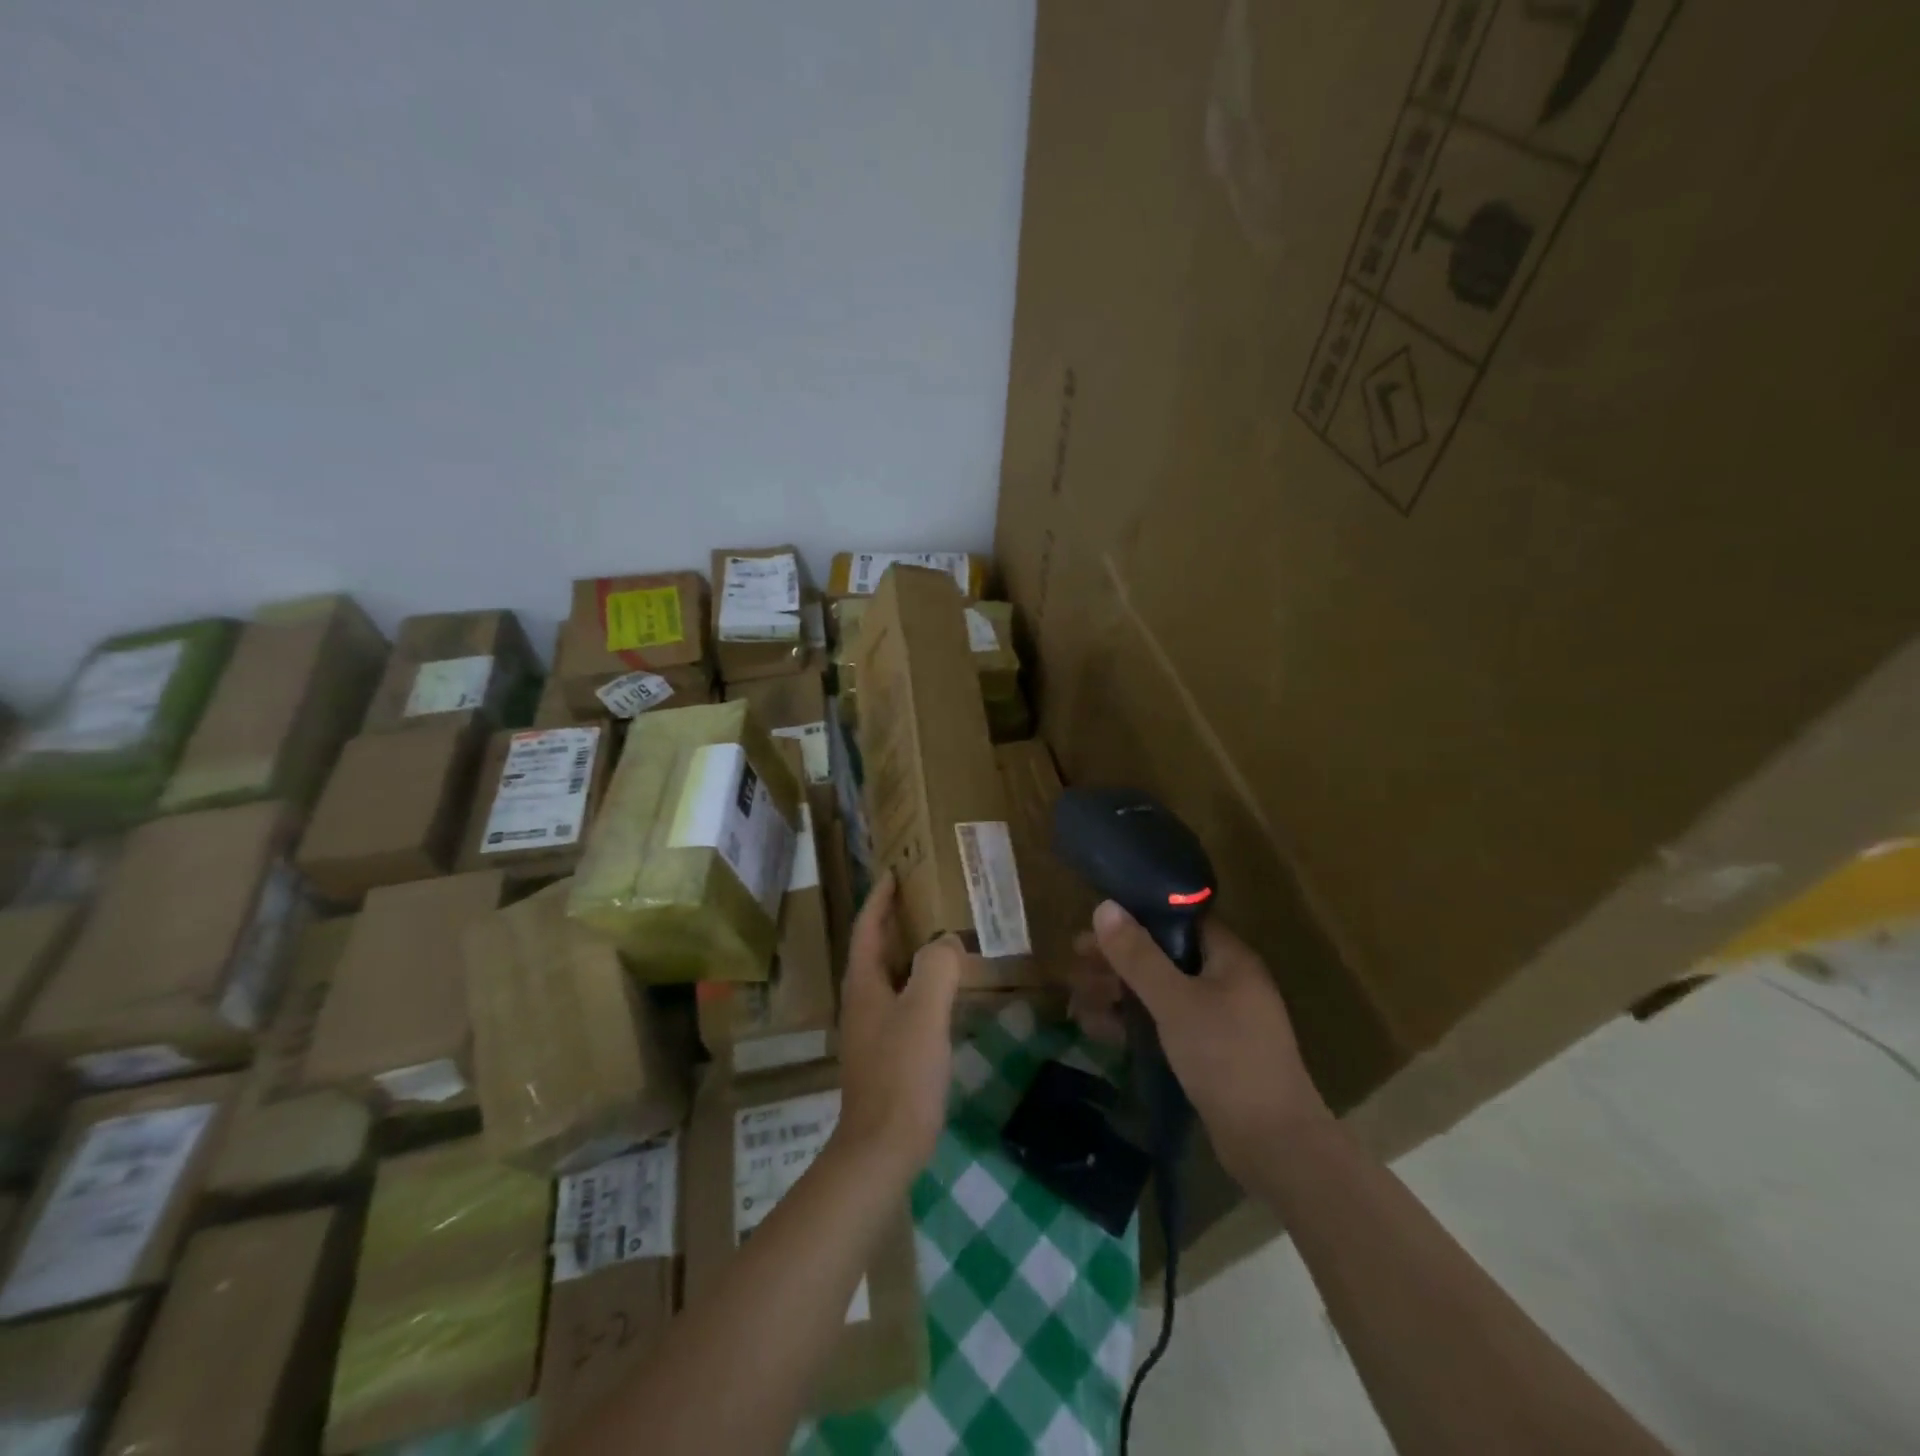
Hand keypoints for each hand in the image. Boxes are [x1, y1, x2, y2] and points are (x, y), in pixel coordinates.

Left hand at [833, 872, 962, 1178]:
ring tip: (940, 936)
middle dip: (895, 920)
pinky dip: (920, 984)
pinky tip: (945, 992)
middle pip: (876, 949)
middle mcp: (862, 1001)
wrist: (883, 1148)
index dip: (879, 898)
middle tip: (924, 898)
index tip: (893, 872)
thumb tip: (946, 941)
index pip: (867, 927)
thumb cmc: (901, 1073)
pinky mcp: (886, 1053)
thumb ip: (936, 967)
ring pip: (891, 976)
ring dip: (909, 952)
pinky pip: (903, 1002)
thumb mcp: (923, 1011)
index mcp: (863, 984)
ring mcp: (872, 1029)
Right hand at [1069, 901, 1332, 1184]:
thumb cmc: (1226, 1058)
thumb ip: (1138, 956)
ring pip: (1160, 994)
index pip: (1180, 920)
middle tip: (1076, 965)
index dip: (1137, 917)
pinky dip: (1132, 1024)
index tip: (1096, 924)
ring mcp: (1219, 1021)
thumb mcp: (1175, 1001)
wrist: (1274, 1146)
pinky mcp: (1208, 1054)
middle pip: (1164, 957)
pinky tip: (1096, 1029)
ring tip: (1076, 999)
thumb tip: (1104, 906)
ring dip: (1118, 994)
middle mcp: (1227, 983)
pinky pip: (1164, 1025)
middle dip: (1118, 961)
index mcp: (1230, 959)